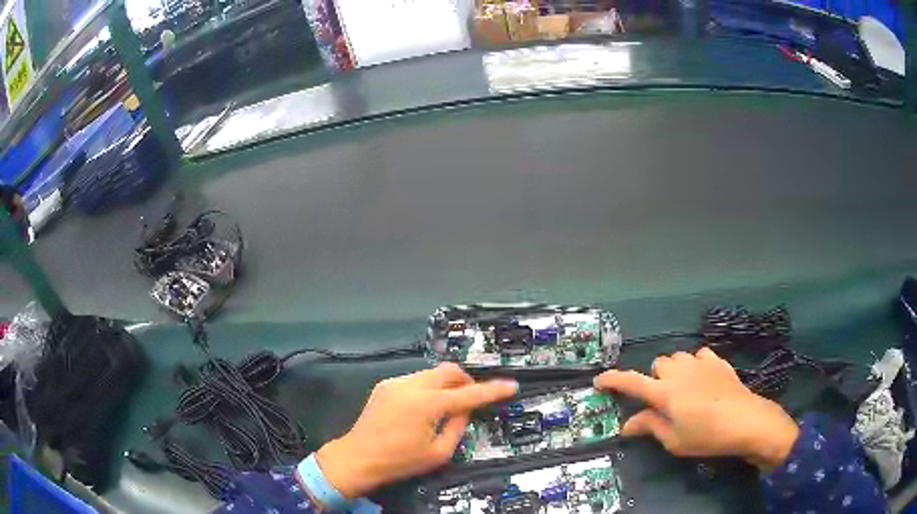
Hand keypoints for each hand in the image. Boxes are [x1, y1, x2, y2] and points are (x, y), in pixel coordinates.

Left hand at [316, 363, 517, 497]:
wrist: (358, 457)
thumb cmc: (400, 461)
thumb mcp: (438, 453)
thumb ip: (457, 427)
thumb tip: (464, 410)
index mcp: (428, 404)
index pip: (469, 394)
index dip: (493, 390)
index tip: (511, 385)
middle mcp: (412, 386)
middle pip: (449, 371)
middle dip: (466, 381)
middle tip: (471, 399)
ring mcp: (396, 383)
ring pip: (431, 373)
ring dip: (445, 385)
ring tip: (446, 406)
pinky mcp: (385, 385)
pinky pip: (415, 379)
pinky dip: (427, 388)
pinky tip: (423, 407)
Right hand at [594, 347, 798, 469]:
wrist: (745, 421)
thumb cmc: (706, 435)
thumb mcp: (674, 440)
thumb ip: (650, 427)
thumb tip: (627, 424)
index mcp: (664, 392)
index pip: (631, 382)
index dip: (613, 380)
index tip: (599, 381)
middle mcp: (679, 371)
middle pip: (658, 364)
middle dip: (656, 379)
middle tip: (663, 400)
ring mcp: (700, 363)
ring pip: (678, 357)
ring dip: (675, 370)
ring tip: (684, 388)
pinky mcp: (718, 361)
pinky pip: (700, 355)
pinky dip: (696, 364)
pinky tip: (703, 378)